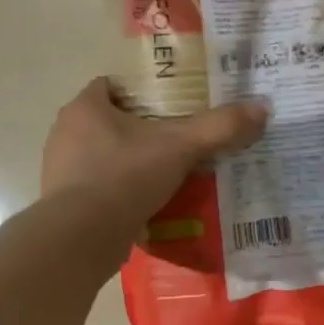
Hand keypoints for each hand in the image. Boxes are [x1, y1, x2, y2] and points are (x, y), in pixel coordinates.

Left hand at [41, 78, 267, 219]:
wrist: (81, 239)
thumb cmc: (124, 177)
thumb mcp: (180, 147)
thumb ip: (219, 127)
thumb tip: (262, 109)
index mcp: (85, 108)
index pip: (113, 85)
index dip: (144, 91)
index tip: (174, 104)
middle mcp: (66, 133)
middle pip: (112, 121)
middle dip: (145, 129)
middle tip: (181, 138)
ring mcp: (62, 170)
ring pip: (106, 156)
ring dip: (135, 162)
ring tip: (172, 173)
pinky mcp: (65, 204)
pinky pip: (101, 188)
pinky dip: (124, 192)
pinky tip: (152, 203)